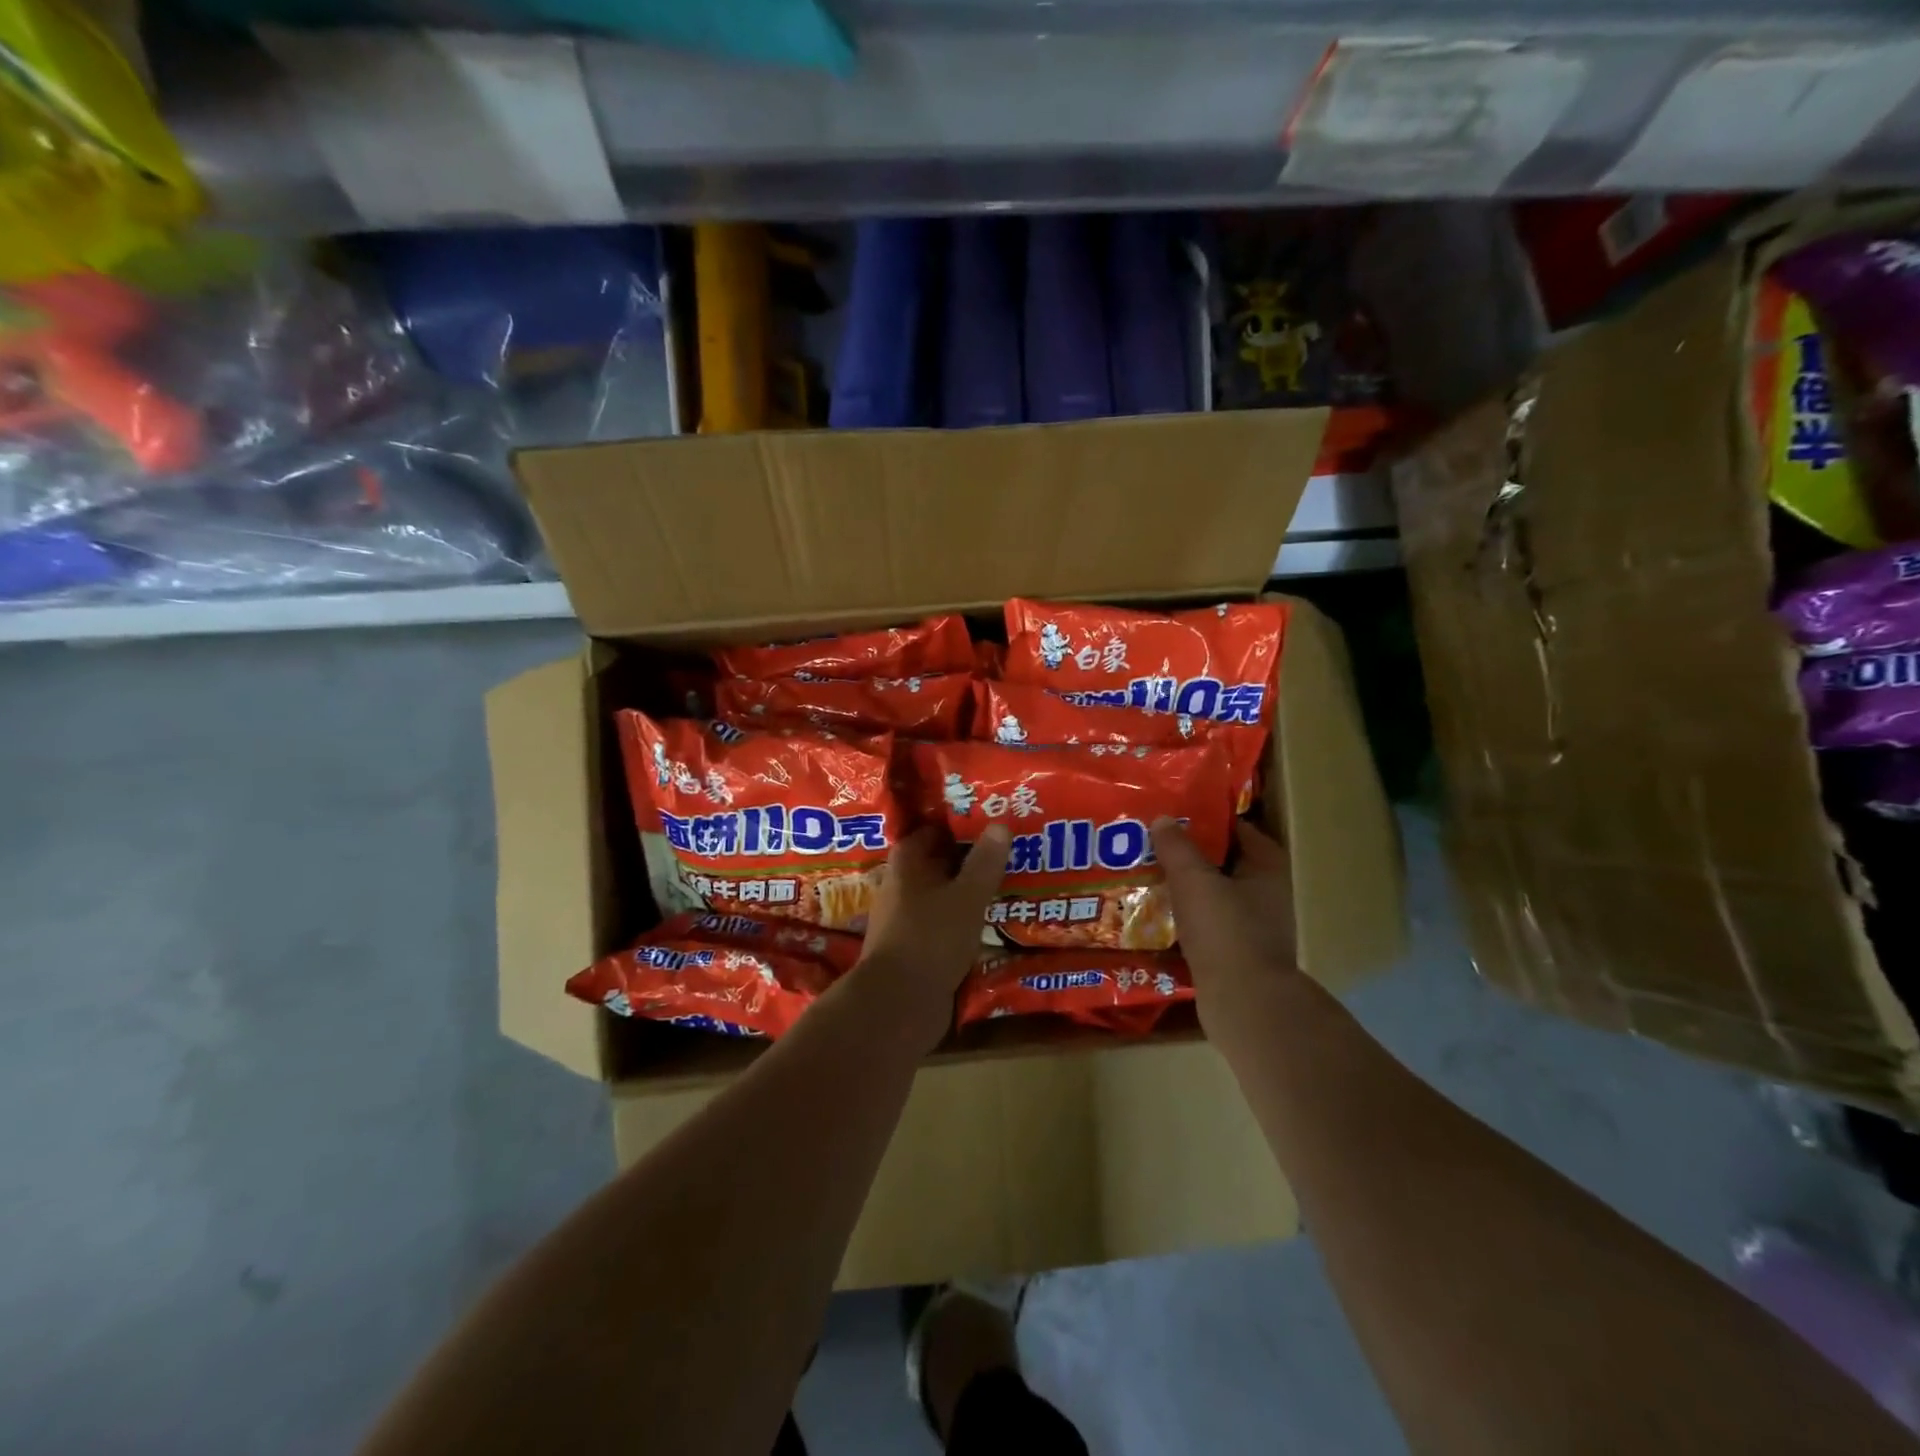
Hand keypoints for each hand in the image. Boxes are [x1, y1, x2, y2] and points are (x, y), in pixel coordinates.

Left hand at [851, 825, 1010, 1051]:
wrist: (899, 1004)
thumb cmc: (931, 937)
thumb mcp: (967, 896)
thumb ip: (985, 862)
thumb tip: (1000, 823)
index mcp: (906, 864)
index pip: (932, 832)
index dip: (959, 825)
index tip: (991, 823)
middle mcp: (900, 887)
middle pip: (938, 864)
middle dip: (969, 860)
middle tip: (1009, 853)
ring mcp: (904, 920)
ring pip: (942, 897)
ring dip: (967, 894)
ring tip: (1008, 886)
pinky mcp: (913, 949)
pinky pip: (942, 926)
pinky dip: (963, 922)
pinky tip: (991, 924)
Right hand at [1152, 817, 1298, 1033]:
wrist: (1245, 1004)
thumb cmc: (1225, 931)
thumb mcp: (1194, 879)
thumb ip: (1177, 847)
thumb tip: (1163, 819)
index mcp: (1267, 868)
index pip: (1238, 829)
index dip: (1207, 818)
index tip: (1174, 814)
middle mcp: (1267, 894)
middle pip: (1223, 862)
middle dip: (1190, 854)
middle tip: (1151, 843)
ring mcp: (1254, 927)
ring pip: (1213, 895)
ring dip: (1185, 888)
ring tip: (1146, 876)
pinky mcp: (1236, 955)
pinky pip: (1206, 925)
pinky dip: (1185, 919)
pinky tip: (1155, 916)